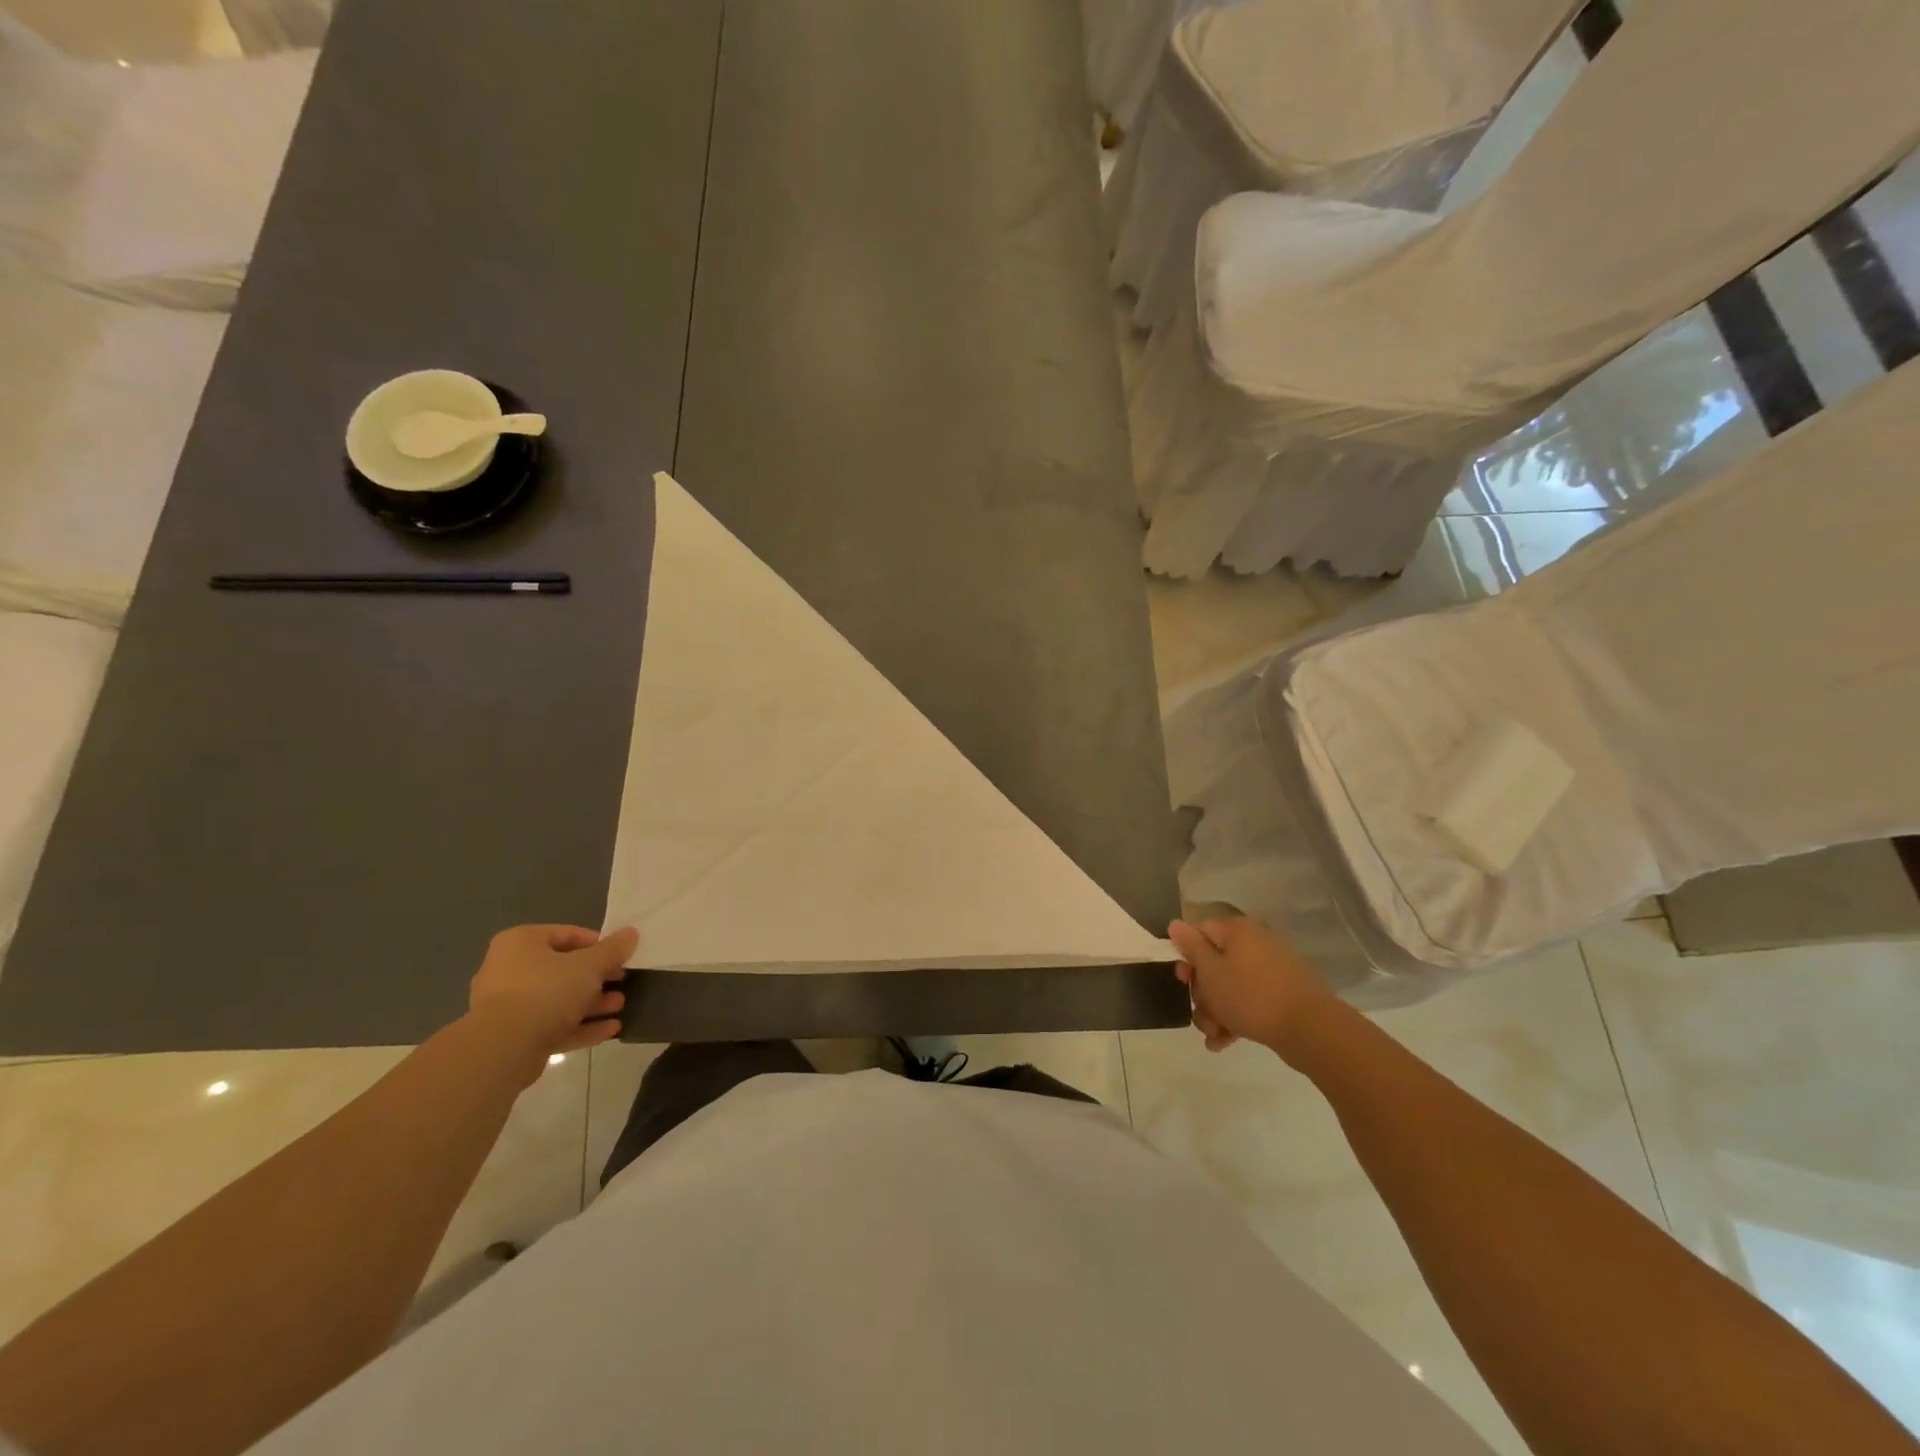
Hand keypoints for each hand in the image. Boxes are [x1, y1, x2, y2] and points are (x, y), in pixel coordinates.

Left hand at [466, 924, 638, 1064]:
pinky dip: (580, 1026)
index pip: (567, 934)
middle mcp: (509, 970)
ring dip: (592, 1003)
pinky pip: (552, 1025)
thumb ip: (613, 949)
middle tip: (622, 982)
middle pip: (563, 969)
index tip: (620, 956)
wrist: (503, 1049)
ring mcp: (508, 1006)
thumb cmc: (547, 990)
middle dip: (597, 978)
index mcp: (521, 943)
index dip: (598, 944)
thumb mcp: (589, 965)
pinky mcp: (513, 1037)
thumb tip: (631, 933)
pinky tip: (610, 1029)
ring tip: (620, 1006)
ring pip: (558, 1000)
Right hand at [1168, 917, 1338, 1057]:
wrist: (1310, 1029)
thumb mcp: (1210, 971)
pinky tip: (1226, 1041)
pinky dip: (1236, 1017)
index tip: (1183, 981)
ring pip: (1230, 986)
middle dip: (1202, 994)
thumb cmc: (1250, 996)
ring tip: (1215, 1035)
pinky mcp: (1282, 994)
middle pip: (1214, 963)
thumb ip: (1190, 946)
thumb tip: (1176, 923)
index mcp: (1237, 931)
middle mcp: (1254, 944)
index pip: (1200, 933)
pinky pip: (1249, 1000)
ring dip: (1216, 1011)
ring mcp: (1270, 970)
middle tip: (1203, 1013)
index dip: (1186, 957)